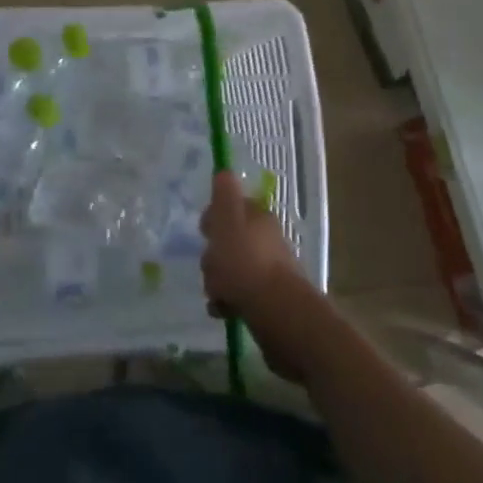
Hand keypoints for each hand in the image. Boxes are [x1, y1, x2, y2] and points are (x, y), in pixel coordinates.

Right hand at [200, 171, 316, 381]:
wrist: (277, 312)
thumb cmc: (245, 263)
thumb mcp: (228, 220)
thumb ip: (224, 194)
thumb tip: (224, 170)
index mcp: (258, 216)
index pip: (231, 207)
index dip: (214, 218)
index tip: (205, 232)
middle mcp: (266, 238)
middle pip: (230, 240)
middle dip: (214, 256)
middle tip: (210, 267)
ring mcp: (270, 268)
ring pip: (233, 268)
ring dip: (219, 281)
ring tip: (217, 294)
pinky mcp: (270, 297)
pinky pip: (241, 293)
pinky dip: (230, 301)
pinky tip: (224, 311)